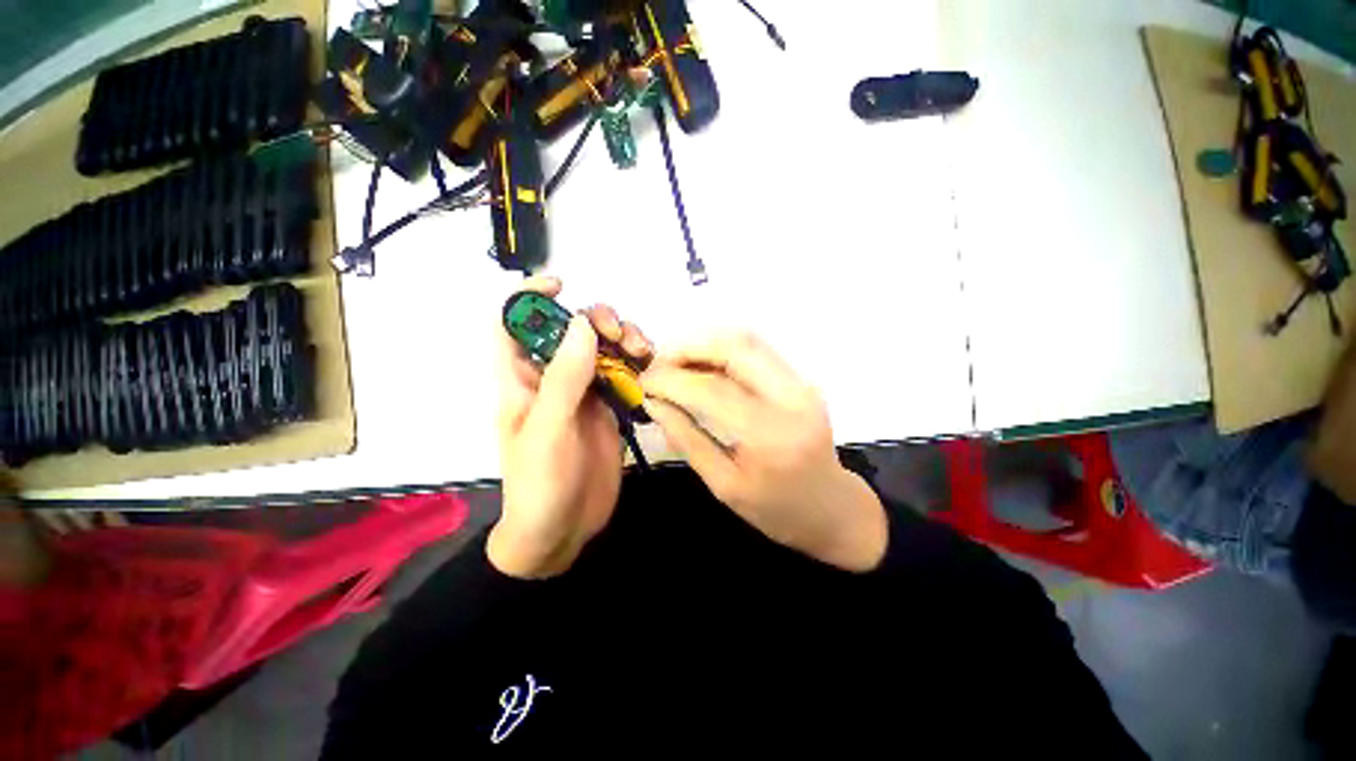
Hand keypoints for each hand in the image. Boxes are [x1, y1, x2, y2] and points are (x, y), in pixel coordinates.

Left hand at [489, 277, 653, 578]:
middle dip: (594, 320)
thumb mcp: (548, 430)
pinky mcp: (608, 408)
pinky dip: (637, 365)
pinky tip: (650, 368)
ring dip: (622, 340)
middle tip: (618, 333)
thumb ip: (564, 378)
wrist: (563, 532)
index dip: (529, 297)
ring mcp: (584, 392)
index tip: (561, 285)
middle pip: (569, 330)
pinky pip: (623, 374)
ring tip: (642, 351)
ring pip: (602, 349)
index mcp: (523, 380)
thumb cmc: (540, 485)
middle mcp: (553, 379)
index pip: (513, 324)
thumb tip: (580, 324)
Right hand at [641, 333, 887, 571]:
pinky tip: (702, 365)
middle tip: (657, 365)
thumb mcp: (724, 486)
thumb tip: (655, 403)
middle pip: (734, 348)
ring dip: (704, 343)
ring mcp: (802, 384)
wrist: (833, 509)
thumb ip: (687, 440)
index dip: (671, 380)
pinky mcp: (801, 380)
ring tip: (675, 363)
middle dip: (687, 348)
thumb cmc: (776, 510)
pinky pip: (757, 351)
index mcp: (770, 436)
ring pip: (747, 340)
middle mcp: (792, 398)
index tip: (643, 382)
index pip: (712, 390)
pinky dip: (722, 349)